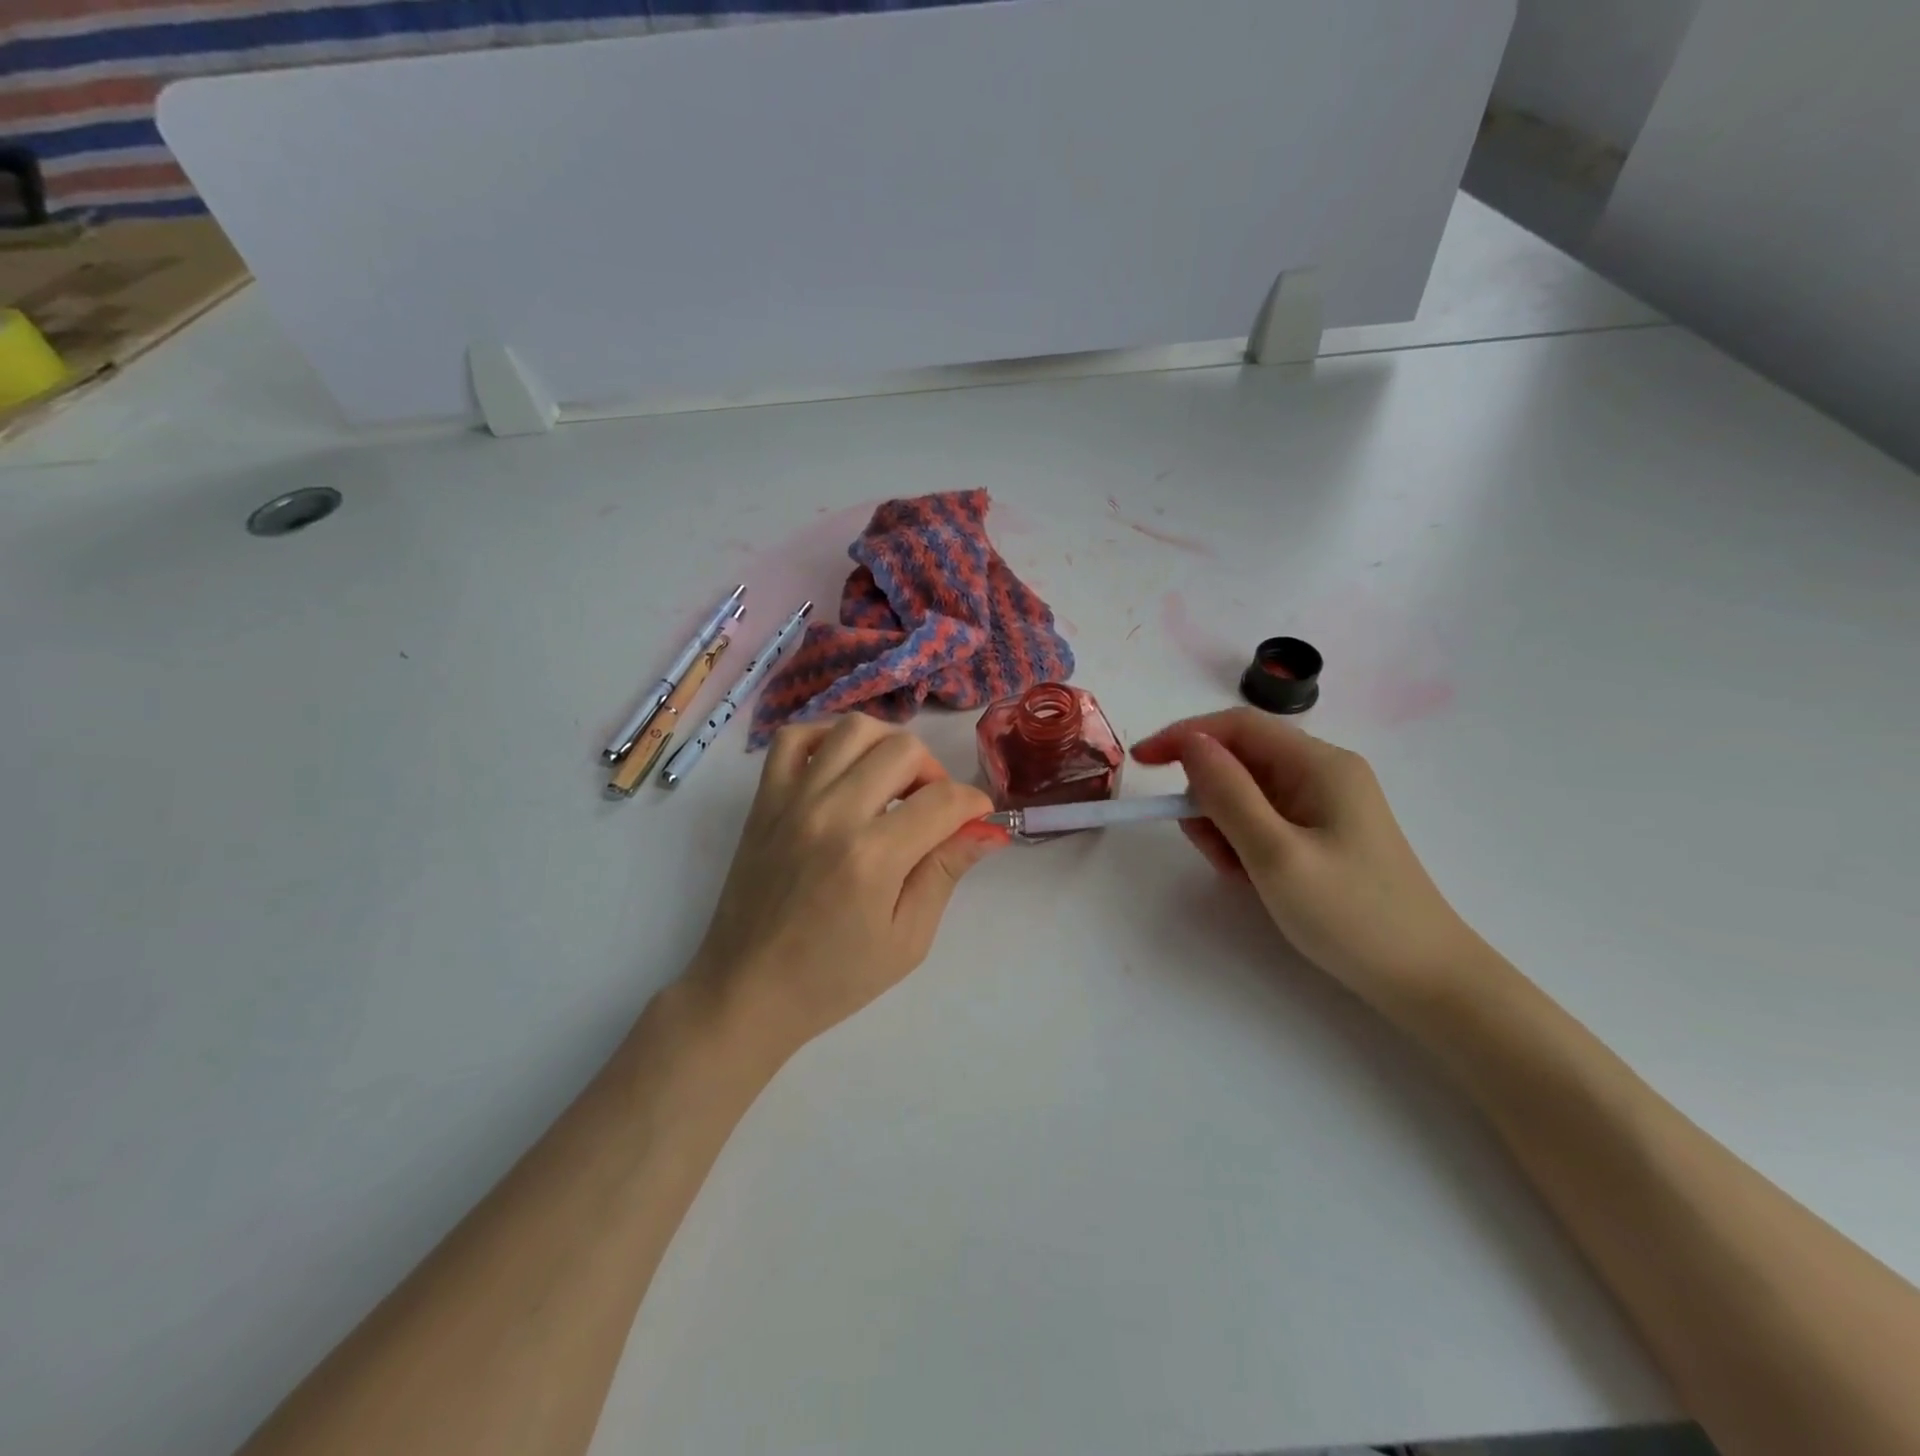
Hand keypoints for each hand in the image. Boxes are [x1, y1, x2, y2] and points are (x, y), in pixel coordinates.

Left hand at [689, 715, 1008, 1053]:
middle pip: (904, 750)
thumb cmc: (834, 978)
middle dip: (935, 773)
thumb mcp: (907, 939)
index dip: (974, 804)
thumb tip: (987, 829)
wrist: (748, 990)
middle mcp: (833, 814)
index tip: (977, 819)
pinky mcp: (764, 799)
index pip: (943, 800)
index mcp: (873, 857)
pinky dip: (826, 738)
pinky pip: (795, 738)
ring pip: (854, 728)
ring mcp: (793, 800)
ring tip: (892, 784)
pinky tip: (842, 768)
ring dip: (888, 746)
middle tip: (933, 808)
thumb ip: (945, 873)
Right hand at [1133, 709, 1488, 1010]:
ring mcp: (1325, 804)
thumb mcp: (1276, 854)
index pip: (1237, 726)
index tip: (1141, 763)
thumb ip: (1228, 794)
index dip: (1185, 736)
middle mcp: (1323, 773)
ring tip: (1236, 872)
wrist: (1425, 980)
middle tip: (1207, 847)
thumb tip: (1190, 743)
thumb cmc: (1351, 915)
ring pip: (1247, 793)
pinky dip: (1244, 841)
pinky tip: (1253, 877)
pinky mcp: (1323, 833)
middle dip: (1208, 796)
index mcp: (1319, 765)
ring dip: (1224, 825)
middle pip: (1241, 760)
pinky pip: (1264, 820)